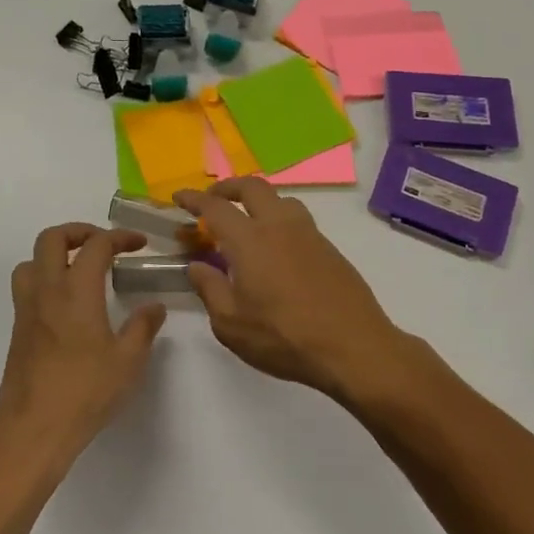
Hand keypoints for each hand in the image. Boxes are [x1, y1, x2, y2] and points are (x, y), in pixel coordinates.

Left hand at [0, 224, 166, 469]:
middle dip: (79, 232)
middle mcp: (46, 291)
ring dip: (55, 254)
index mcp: (76, 291)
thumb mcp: (128, 361)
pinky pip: (27, 288)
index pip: (96, 245)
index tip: (140, 244)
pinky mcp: (18, 330)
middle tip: (104, 245)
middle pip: (52, 238)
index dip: (120, 237)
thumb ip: (143, 327)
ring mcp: (26, 310)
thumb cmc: (85, 392)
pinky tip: (68, 307)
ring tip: (80, 271)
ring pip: (31, 261)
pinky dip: (46, 280)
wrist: (34, 429)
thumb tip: (154, 307)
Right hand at [174, 179, 406, 401]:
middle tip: (212, 200)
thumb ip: (210, 289)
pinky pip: (299, 220)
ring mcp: (310, 235)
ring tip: (246, 222)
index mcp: (250, 240)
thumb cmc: (284, 338)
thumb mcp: (231, 324)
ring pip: (281, 199)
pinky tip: (275, 249)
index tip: (179, 197)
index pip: (216, 207)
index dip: (194, 198)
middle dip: (228, 187)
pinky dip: (279, 220)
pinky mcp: (330, 249)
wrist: (353, 347)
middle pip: (253, 187)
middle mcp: (280, 226)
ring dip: (258, 200)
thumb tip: (197, 266)